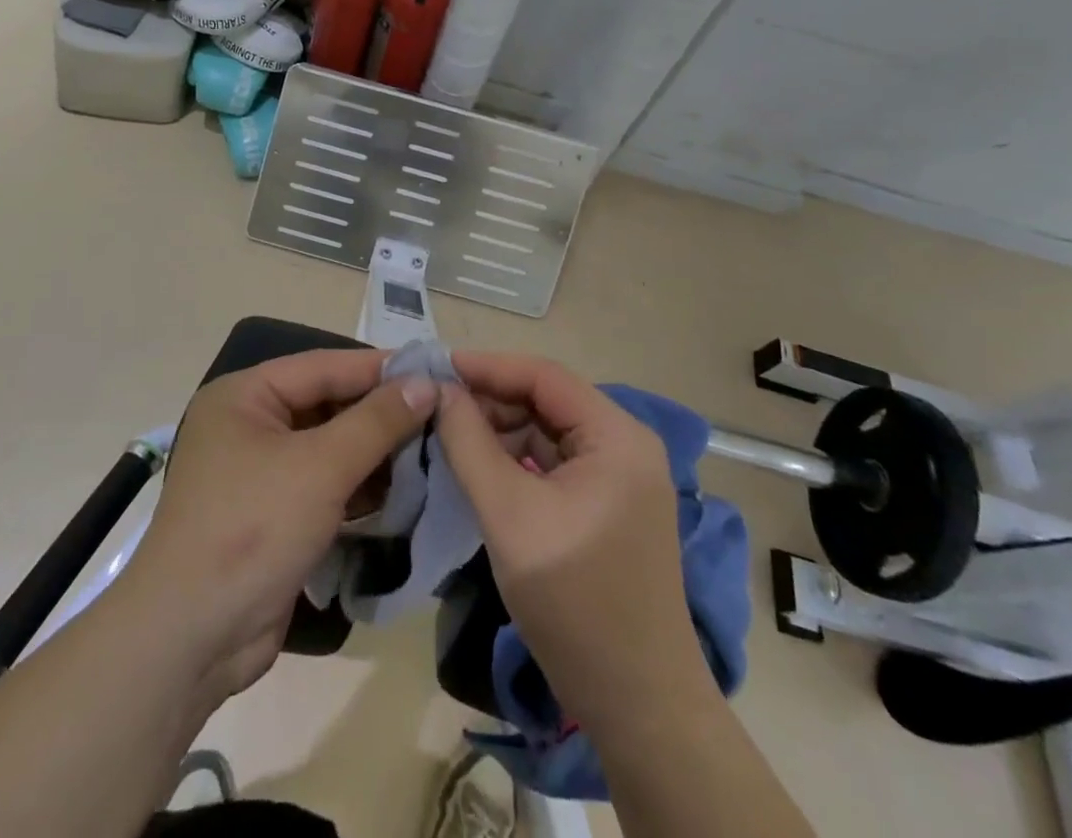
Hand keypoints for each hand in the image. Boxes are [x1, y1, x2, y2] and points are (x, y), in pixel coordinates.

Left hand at [115, 349, 437, 703]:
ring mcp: (260, 472)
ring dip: (375, 451)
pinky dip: (359, 485)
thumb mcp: (320, 467)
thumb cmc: (252, 530)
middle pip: (327, 404)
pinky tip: (404, 489)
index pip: (324, 366)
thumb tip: (426, 383)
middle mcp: (249, 424)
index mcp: (245, 396)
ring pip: (329, 446)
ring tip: (434, 448)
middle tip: (441, 412)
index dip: (380, 368)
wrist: (190, 640)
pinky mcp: (274, 514)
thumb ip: (376, 421)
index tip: (435, 369)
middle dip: (381, 412)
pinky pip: (325, 484)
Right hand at [435, 351, 700, 730]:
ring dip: (498, 429)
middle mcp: (624, 443)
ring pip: (545, 430)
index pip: (543, 376)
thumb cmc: (576, 604)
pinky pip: (552, 462)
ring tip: (445, 432)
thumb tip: (439, 390)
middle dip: (489, 399)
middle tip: (433, 405)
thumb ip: (469, 444)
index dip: (486, 366)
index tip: (434, 367)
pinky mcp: (605, 503)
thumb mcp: (510, 516)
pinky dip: (513, 458)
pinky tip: (476, 465)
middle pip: (545, 400)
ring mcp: (617, 475)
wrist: (638, 705)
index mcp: (616, 436)